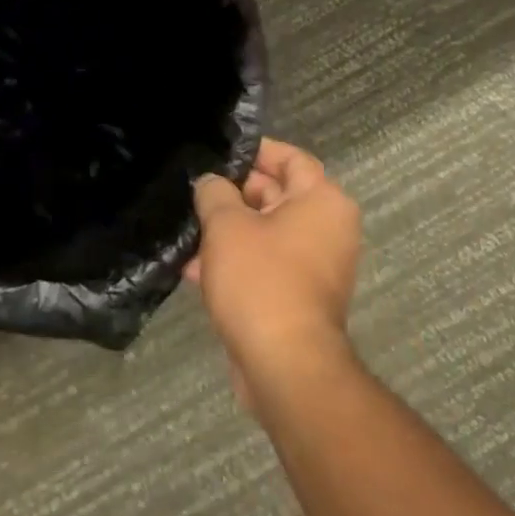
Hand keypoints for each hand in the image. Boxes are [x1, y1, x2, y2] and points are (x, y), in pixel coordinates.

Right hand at [188, 138, 363, 404]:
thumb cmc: (260, 279)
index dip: (253, 151)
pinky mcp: (298, 296)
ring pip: (265, 232)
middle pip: (276, 195)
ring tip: (186, 232)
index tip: (217, 153)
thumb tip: (212, 183)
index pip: (290, 158)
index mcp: (322, 201)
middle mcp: (327, 229)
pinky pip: (265, 265)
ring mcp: (315, 266)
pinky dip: (235, 262)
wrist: (283, 364)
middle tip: (193, 191)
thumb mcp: (226, 224)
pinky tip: (193, 269)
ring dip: (228, 231)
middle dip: (232, 194)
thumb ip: (214, 192)